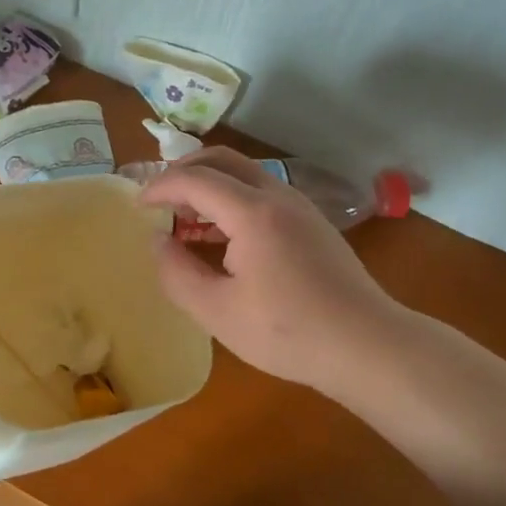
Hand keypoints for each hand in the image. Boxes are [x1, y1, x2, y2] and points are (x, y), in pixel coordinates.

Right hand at [140, 148, 405, 393]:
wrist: (367, 345)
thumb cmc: (288, 332)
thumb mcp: (217, 312)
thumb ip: (177, 273)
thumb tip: (158, 241)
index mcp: (252, 212)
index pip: (194, 179)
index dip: (160, 186)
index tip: (137, 205)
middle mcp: (277, 196)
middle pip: (222, 160)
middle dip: (184, 171)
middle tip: (160, 197)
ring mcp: (300, 207)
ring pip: (245, 174)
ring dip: (210, 185)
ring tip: (185, 219)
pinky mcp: (312, 222)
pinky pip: (262, 193)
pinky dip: (232, 199)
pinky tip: (223, 237)